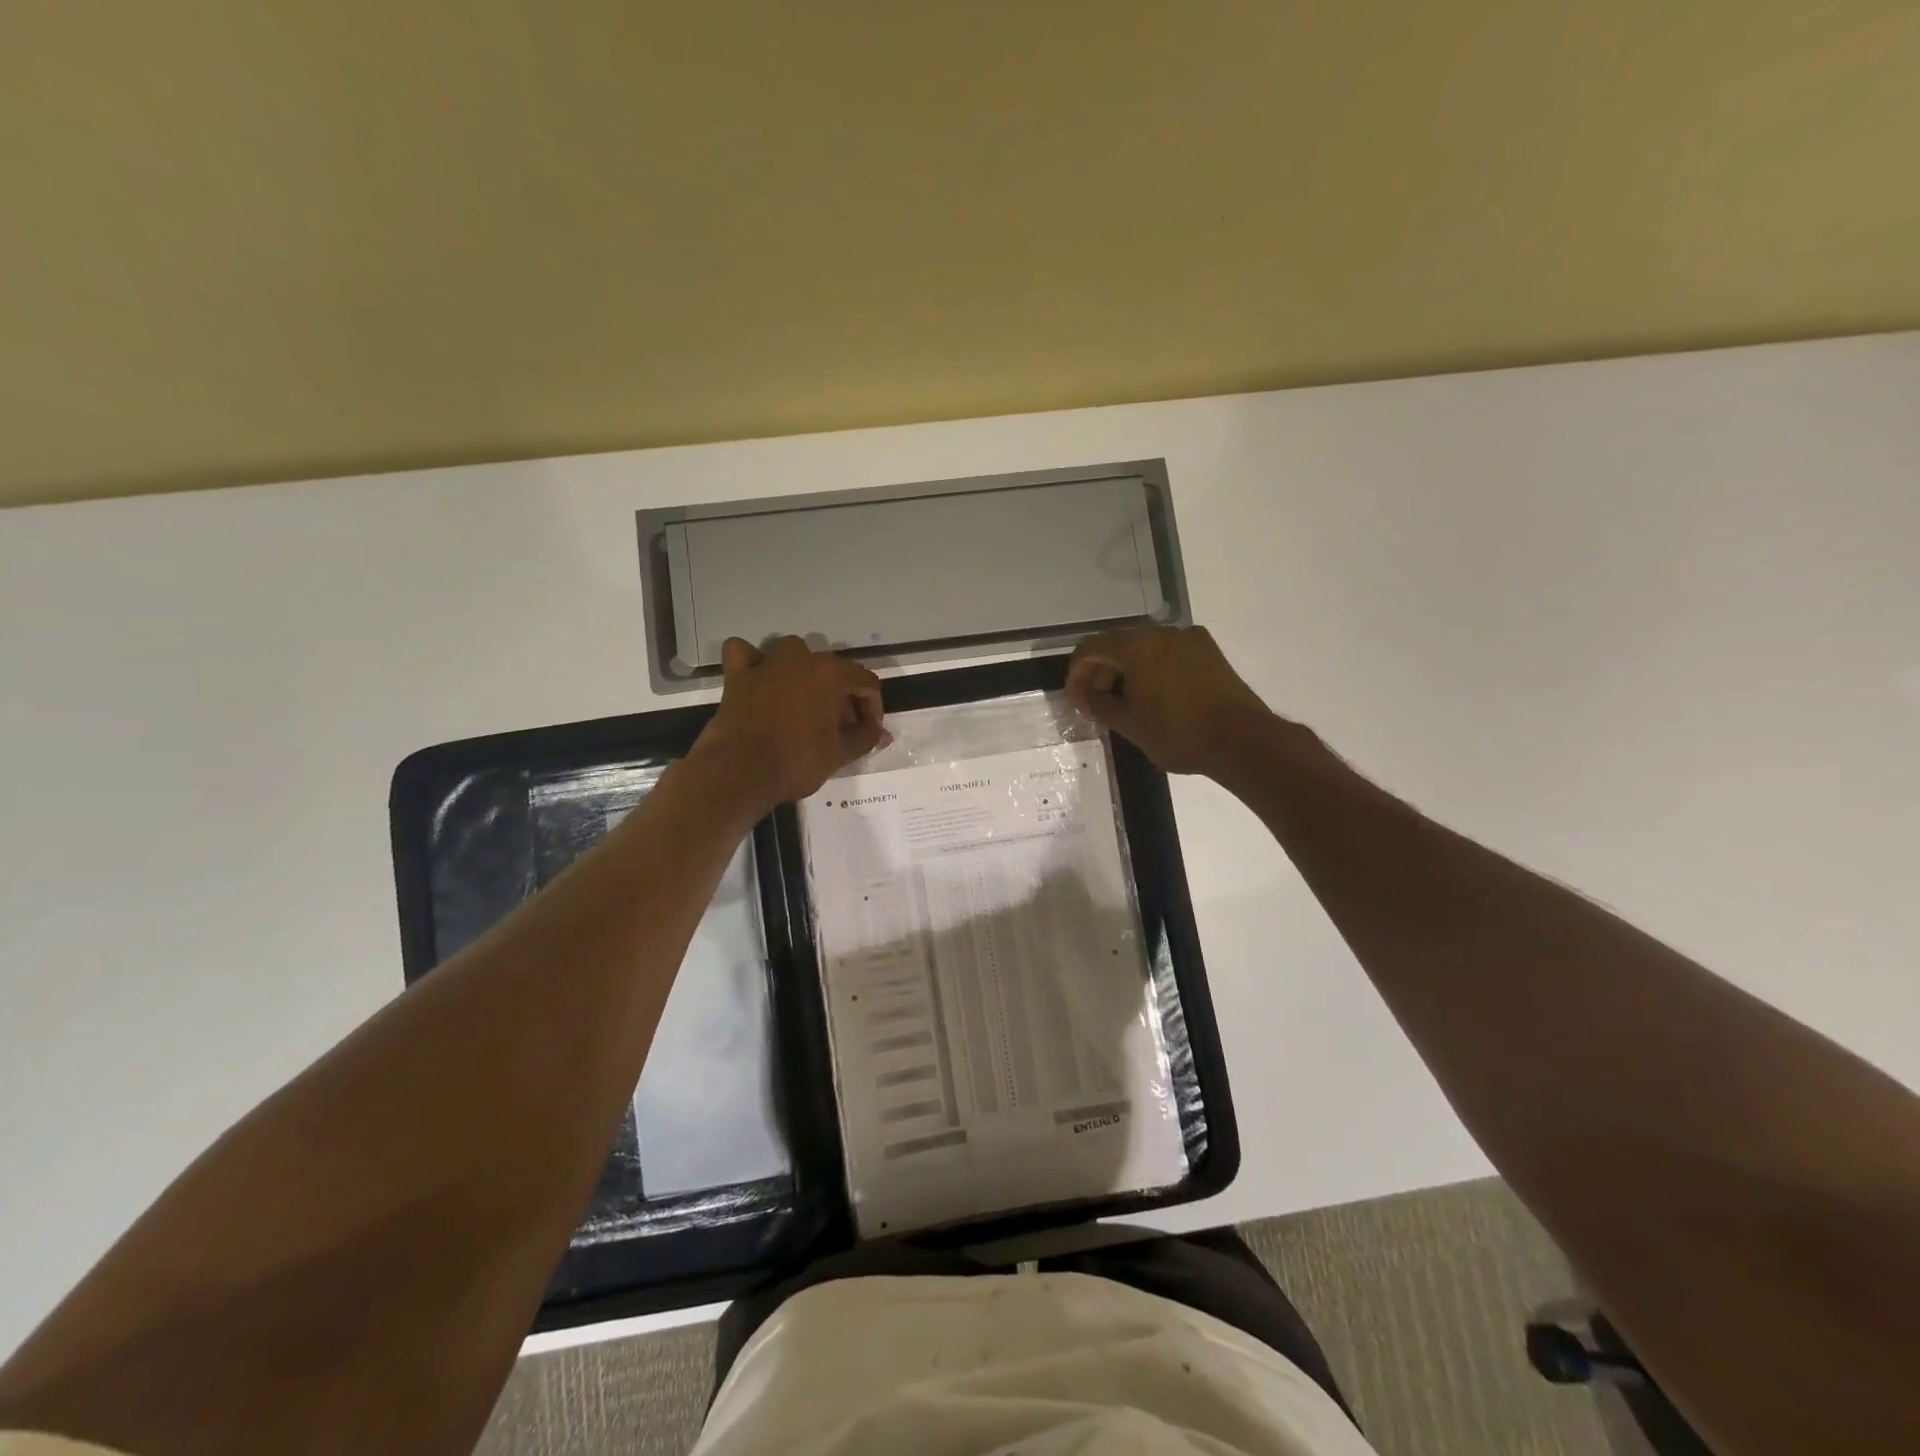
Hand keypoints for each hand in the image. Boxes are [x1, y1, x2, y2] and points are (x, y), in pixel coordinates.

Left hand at [693, 636, 888, 809]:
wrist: (739, 773)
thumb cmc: (797, 761)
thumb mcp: (840, 754)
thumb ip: (865, 738)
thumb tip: (881, 733)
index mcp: (830, 673)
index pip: (866, 682)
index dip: (873, 708)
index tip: (868, 733)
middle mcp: (801, 659)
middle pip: (833, 669)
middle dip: (843, 697)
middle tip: (842, 729)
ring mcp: (766, 664)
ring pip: (794, 653)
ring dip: (804, 672)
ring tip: (807, 702)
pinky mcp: (737, 677)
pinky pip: (744, 653)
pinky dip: (753, 660)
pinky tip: (760, 677)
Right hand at [1066, 626, 1275, 775]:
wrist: (1241, 740)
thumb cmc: (1178, 733)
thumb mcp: (1129, 724)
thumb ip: (1098, 705)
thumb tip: (1085, 697)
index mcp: (1136, 646)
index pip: (1090, 649)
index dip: (1076, 675)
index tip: (1075, 702)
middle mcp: (1161, 633)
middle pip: (1117, 645)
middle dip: (1101, 673)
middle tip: (1095, 704)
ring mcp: (1188, 639)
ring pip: (1144, 649)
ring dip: (1126, 672)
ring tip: (1124, 703)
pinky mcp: (1208, 652)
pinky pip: (1168, 654)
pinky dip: (1152, 670)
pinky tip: (1154, 696)